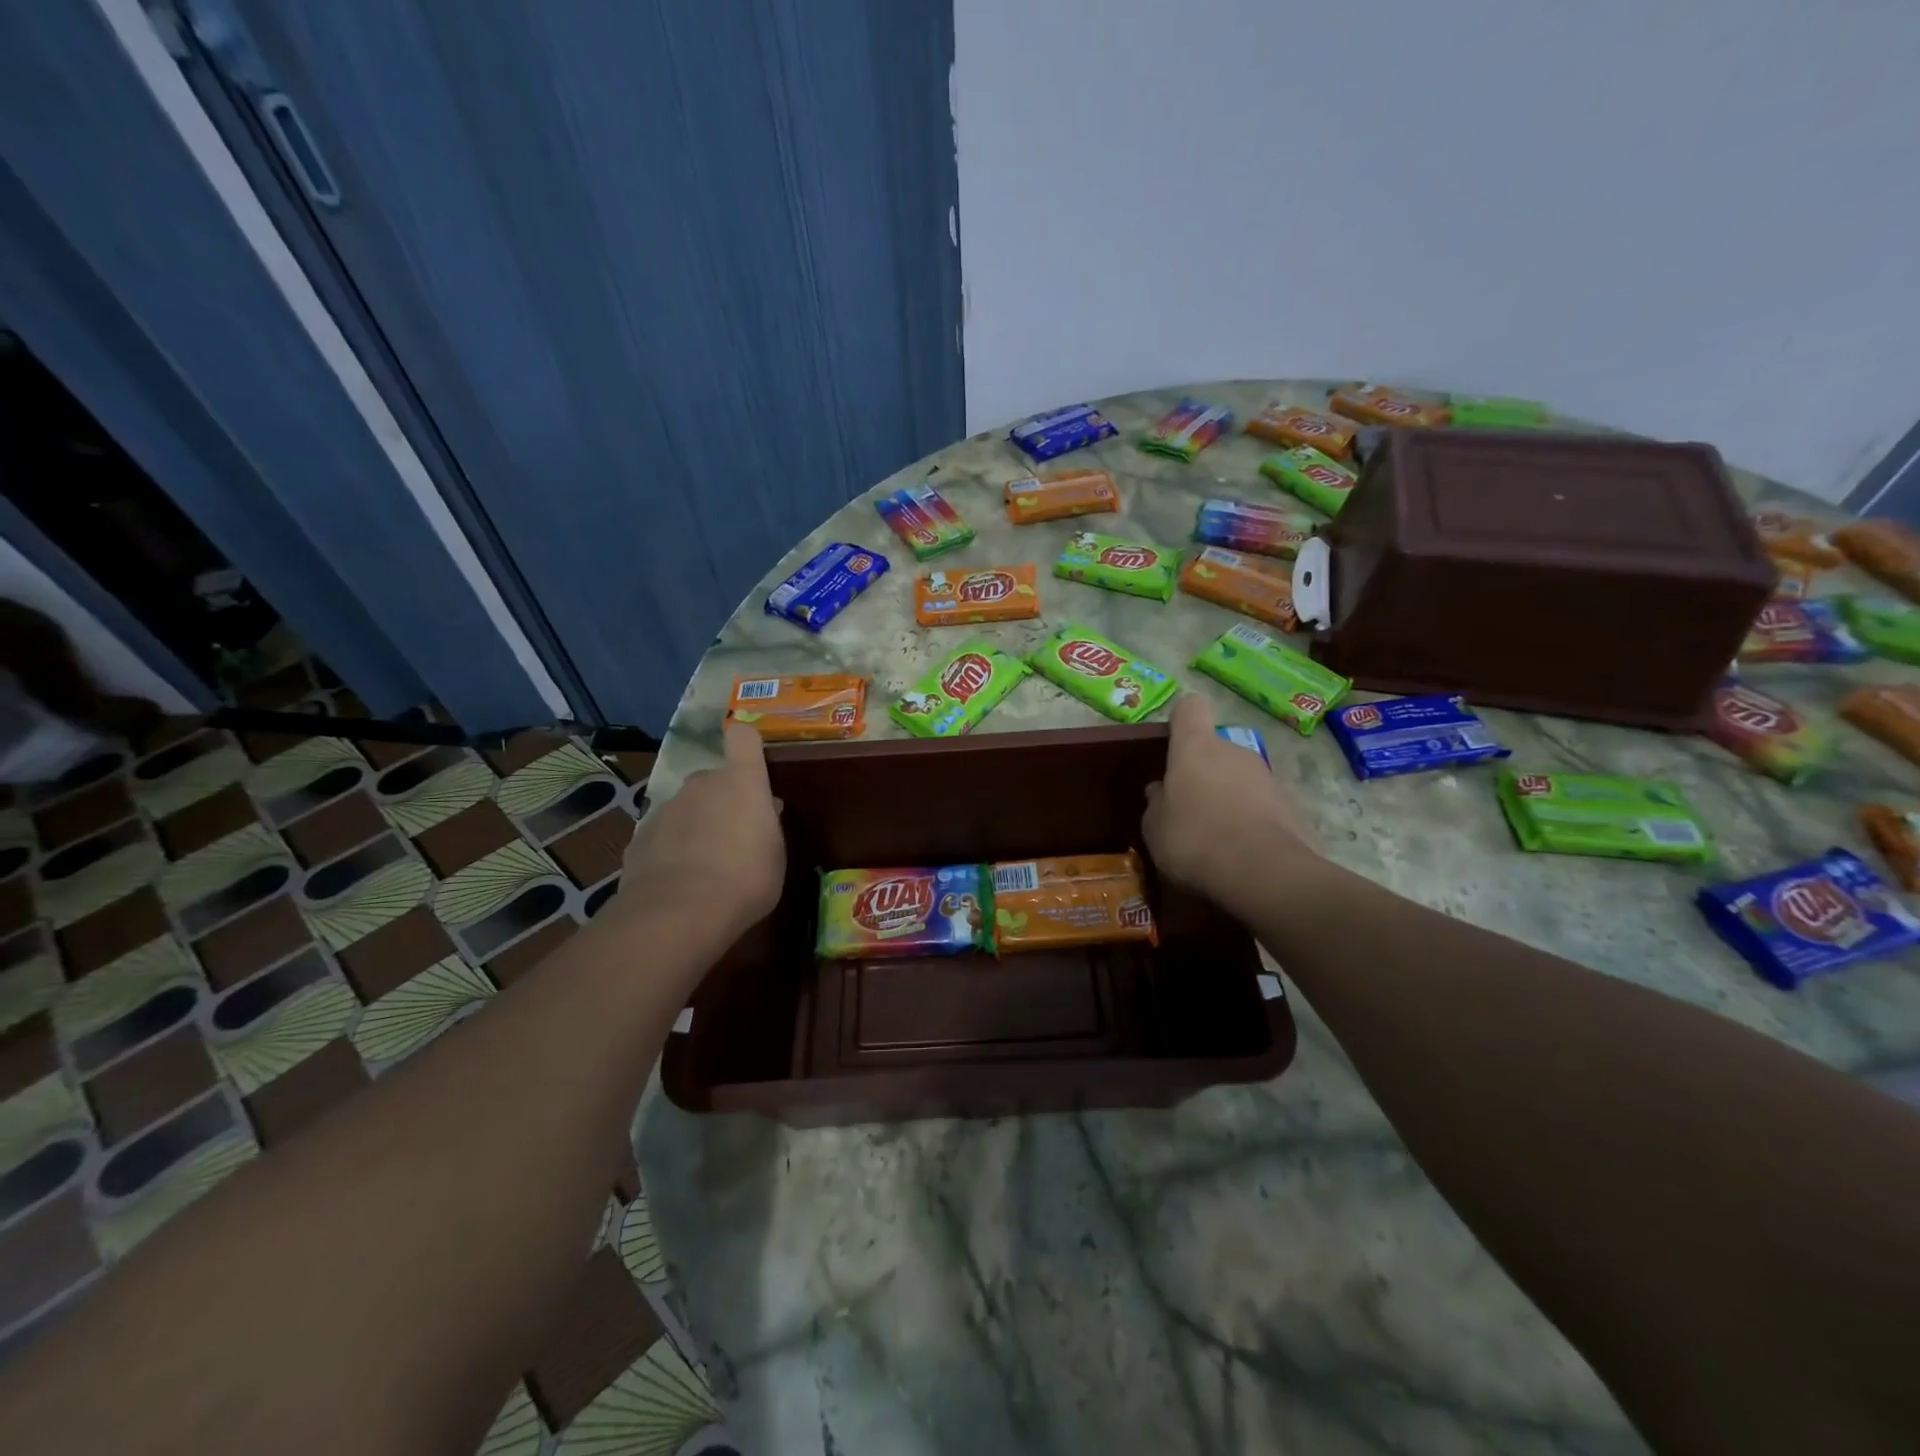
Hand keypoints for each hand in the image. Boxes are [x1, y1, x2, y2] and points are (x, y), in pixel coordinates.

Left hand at [619, 726, 784, 932]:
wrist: (679, 913)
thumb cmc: (746, 879)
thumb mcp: (775, 855)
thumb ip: (769, 825)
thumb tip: (767, 808)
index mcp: (741, 782)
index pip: (743, 737)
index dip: (747, 745)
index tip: (753, 762)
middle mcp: (702, 784)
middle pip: (714, 779)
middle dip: (723, 800)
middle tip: (736, 836)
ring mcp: (666, 808)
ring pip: (687, 807)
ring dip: (697, 825)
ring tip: (706, 866)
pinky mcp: (640, 836)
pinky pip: (664, 834)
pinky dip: (672, 850)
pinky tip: (679, 881)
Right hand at [1143, 696, 1318, 905]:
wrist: (1263, 872)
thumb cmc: (1194, 839)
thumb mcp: (1155, 828)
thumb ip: (1156, 803)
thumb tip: (1160, 790)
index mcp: (1196, 747)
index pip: (1190, 708)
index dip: (1181, 720)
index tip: (1173, 744)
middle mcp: (1235, 751)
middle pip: (1216, 750)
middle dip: (1204, 773)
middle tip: (1189, 809)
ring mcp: (1268, 777)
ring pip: (1241, 778)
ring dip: (1229, 798)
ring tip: (1217, 837)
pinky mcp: (1293, 806)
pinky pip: (1263, 805)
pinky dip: (1253, 821)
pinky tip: (1243, 852)